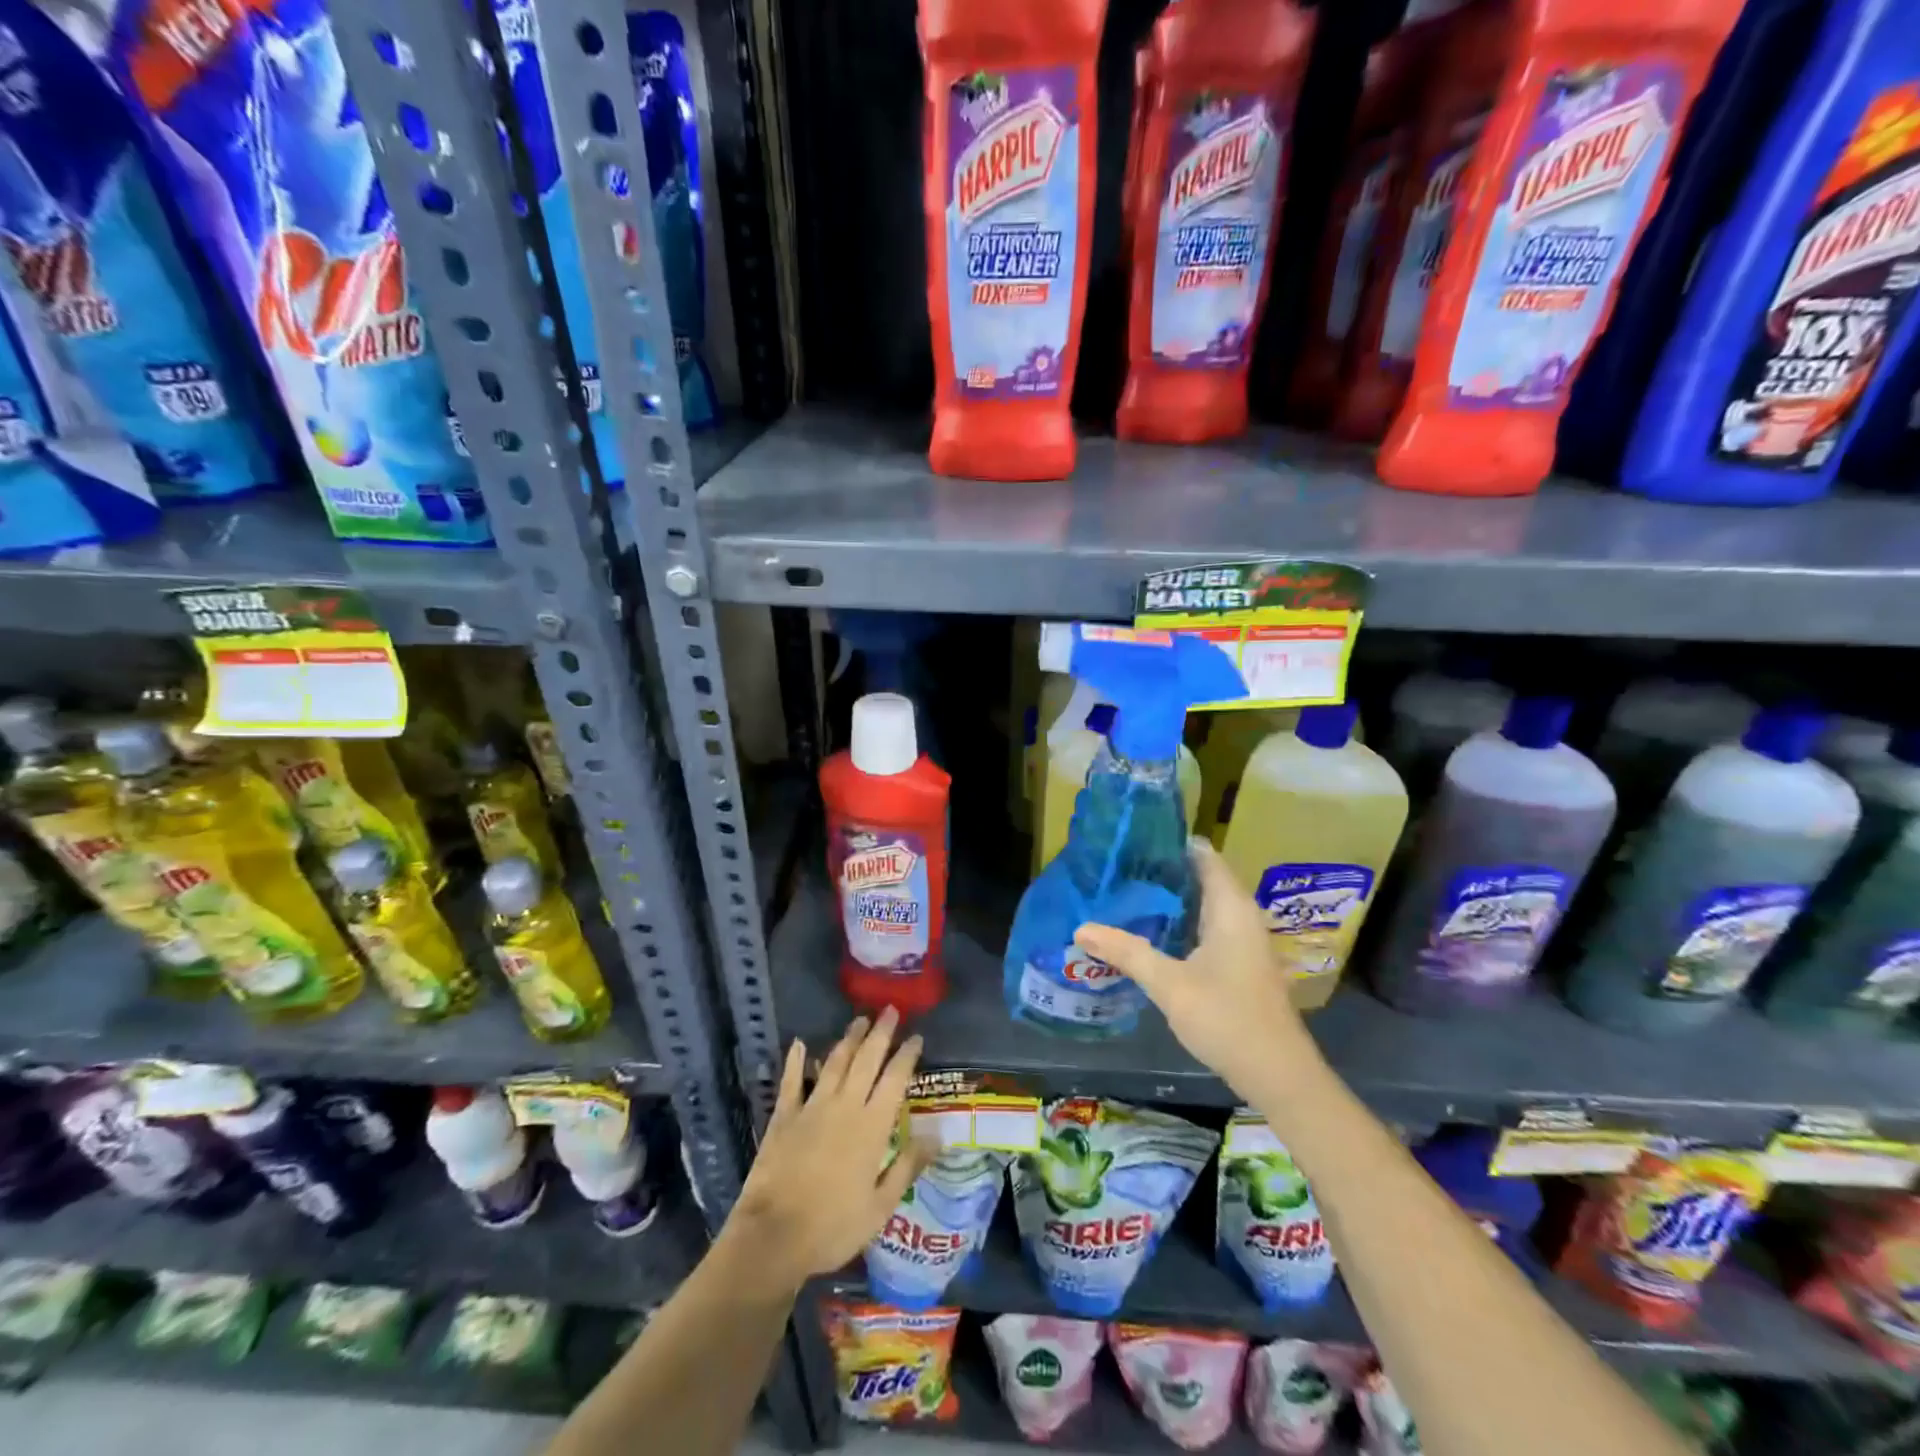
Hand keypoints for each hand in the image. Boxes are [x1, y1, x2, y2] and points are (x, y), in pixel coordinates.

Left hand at [721, 1009, 928, 1293]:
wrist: (774, 1237)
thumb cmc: (833, 1226)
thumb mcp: (881, 1206)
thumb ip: (908, 1165)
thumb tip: (938, 1134)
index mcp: (872, 1126)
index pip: (895, 1079)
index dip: (906, 1055)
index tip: (916, 1037)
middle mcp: (845, 1106)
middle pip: (866, 1060)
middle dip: (880, 1033)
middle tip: (890, 1010)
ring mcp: (812, 1107)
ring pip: (835, 1063)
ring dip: (848, 1039)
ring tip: (859, 1020)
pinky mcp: (784, 1116)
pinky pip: (791, 1081)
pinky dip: (795, 1060)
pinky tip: (799, 1044)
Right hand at [1075, 838, 1316, 1100]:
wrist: (1278, 1074)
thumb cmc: (1226, 1018)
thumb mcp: (1169, 983)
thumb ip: (1126, 952)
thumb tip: (1080, 927)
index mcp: (1230, 907)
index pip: (1202, 855)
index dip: (1169, 843)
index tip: (1132, 839)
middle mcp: (1241, 915)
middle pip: (1200, 877)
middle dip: (1161, 871)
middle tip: (1117, 866)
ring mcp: (1244, 940)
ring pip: (1203, 904)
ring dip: (1170, 899)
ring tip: (1125, 892)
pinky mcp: (1240, 963)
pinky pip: (1207, 926)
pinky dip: (1180, 922)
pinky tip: (1151, 932)